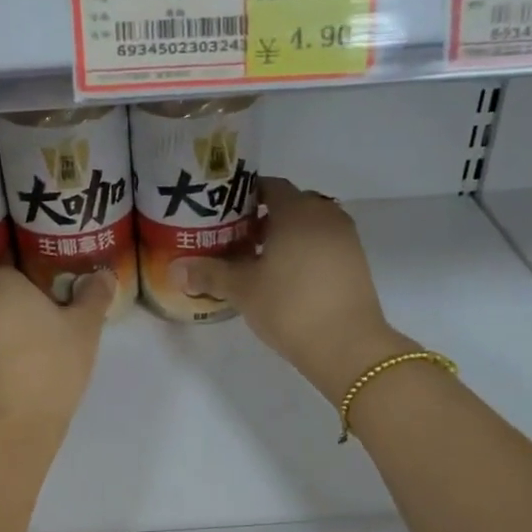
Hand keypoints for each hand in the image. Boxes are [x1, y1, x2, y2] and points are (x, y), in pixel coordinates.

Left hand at [0, 266, 113, 436]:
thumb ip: (93, 297)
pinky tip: (3, 381)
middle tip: (35, 334)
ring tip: (20, 361)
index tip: (47, 309)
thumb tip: (105, 275)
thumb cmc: (49, 366)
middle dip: (6, 312)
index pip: (11, 273)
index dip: (30, 290)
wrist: (5, 426)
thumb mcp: (84, 330)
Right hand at [184, 177, 414, 400]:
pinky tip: (285, 277)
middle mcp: (324, 214)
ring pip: (308, 224)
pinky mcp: (356, 261)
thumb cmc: (289, 306)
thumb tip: (176, 269)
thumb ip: (209, 273)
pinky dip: (304, 251)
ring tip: (257, 261)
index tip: (221, 215)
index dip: (242, 197)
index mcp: (296, 210)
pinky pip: (323, 243)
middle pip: (290, 203)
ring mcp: (345, 237)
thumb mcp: (242, 289)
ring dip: (284, 235)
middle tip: (234, 239)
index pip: (268, 186)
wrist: (347, 345)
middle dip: (262, 217)